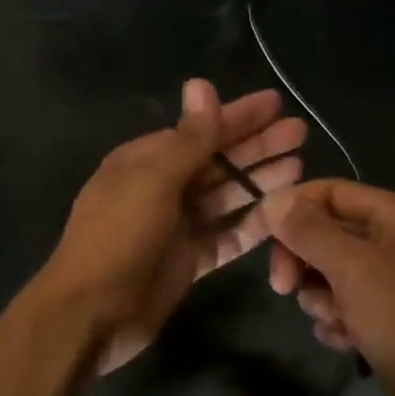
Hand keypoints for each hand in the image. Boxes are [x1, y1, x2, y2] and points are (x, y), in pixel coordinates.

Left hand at [40, 80, 306, 376]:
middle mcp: (162, 187)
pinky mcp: (189, 259)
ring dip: (259, 180)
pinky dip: (253, 223)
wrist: (93, 312)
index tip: (277, 103)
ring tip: (301, 166)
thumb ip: (188, 138)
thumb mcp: (154, 180)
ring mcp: (176, 225)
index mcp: (145, 161)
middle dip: (257, 145)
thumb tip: (200, 83)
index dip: (238, 116)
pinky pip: (227, 234)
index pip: (200, 130)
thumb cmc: (119, 236)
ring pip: (226, 196)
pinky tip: (283, 212)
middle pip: (218, 160)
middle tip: (300, 132)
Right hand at [262, 180, 394, 395]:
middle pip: (329, 232)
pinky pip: (349, 304)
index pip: (330, 192)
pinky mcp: (393, 317)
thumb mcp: (353, 269)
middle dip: (304, 260)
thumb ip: (308, 230)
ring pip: (333, 272)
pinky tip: (347, 342)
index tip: (257, 237)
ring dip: (322, 296)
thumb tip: (272, 199)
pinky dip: (340, 320)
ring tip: (336, 321)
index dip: (291, 209)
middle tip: (283, 287)